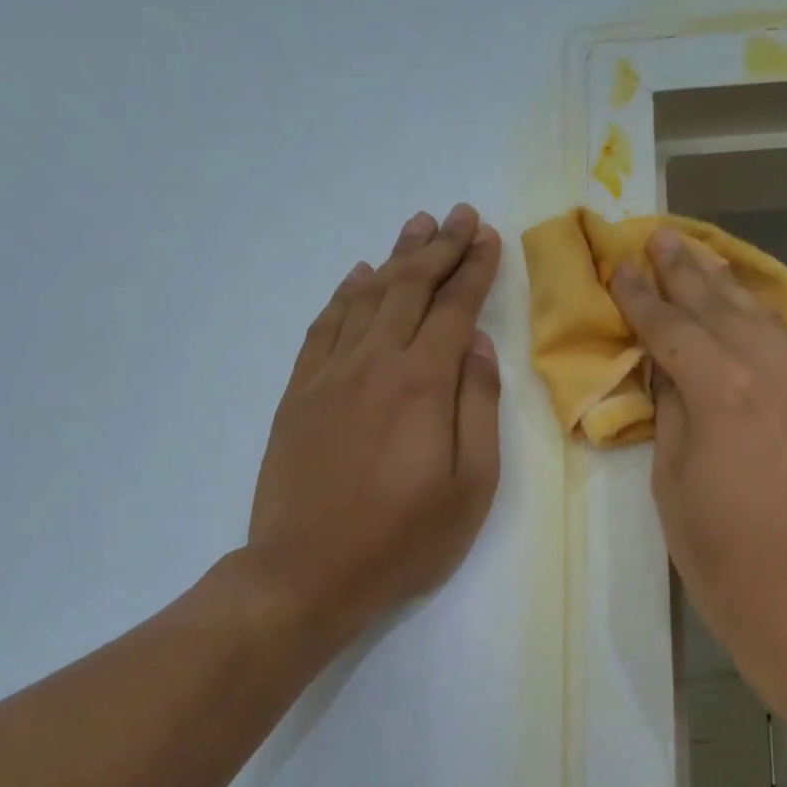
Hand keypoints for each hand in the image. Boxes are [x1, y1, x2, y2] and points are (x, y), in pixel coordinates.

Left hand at [247, 203, 502, 648]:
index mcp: (422, 383)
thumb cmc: (402, 539)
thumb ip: (478, 406)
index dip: (474, 269)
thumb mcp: (470, 486)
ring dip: (395, 259)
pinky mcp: (298, 394)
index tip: (488, 236)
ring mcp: (329, 375)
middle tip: (460, 214)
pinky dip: (344, 296)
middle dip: (439, 248)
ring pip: (366, 298)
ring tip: (416, 227)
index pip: (454, 308)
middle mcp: (374, 363)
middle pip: (410, 289)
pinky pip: (323, 328)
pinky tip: (358, 278)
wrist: (306, 572)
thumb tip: (477, 345)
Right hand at [609, 229, 786, 714]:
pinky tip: (745, 308)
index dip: (641, 298)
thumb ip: (671, 409)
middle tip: (659, 237)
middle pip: (721, 308)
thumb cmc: (718, 552)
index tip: (619, 268)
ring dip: (727, 285)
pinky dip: (760, 318)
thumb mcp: (671, 478)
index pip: (673, 328)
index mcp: (724, 391)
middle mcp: (773, 373)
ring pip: (763, 318)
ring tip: (699, 255)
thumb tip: (668, 368)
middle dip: (686, 272)